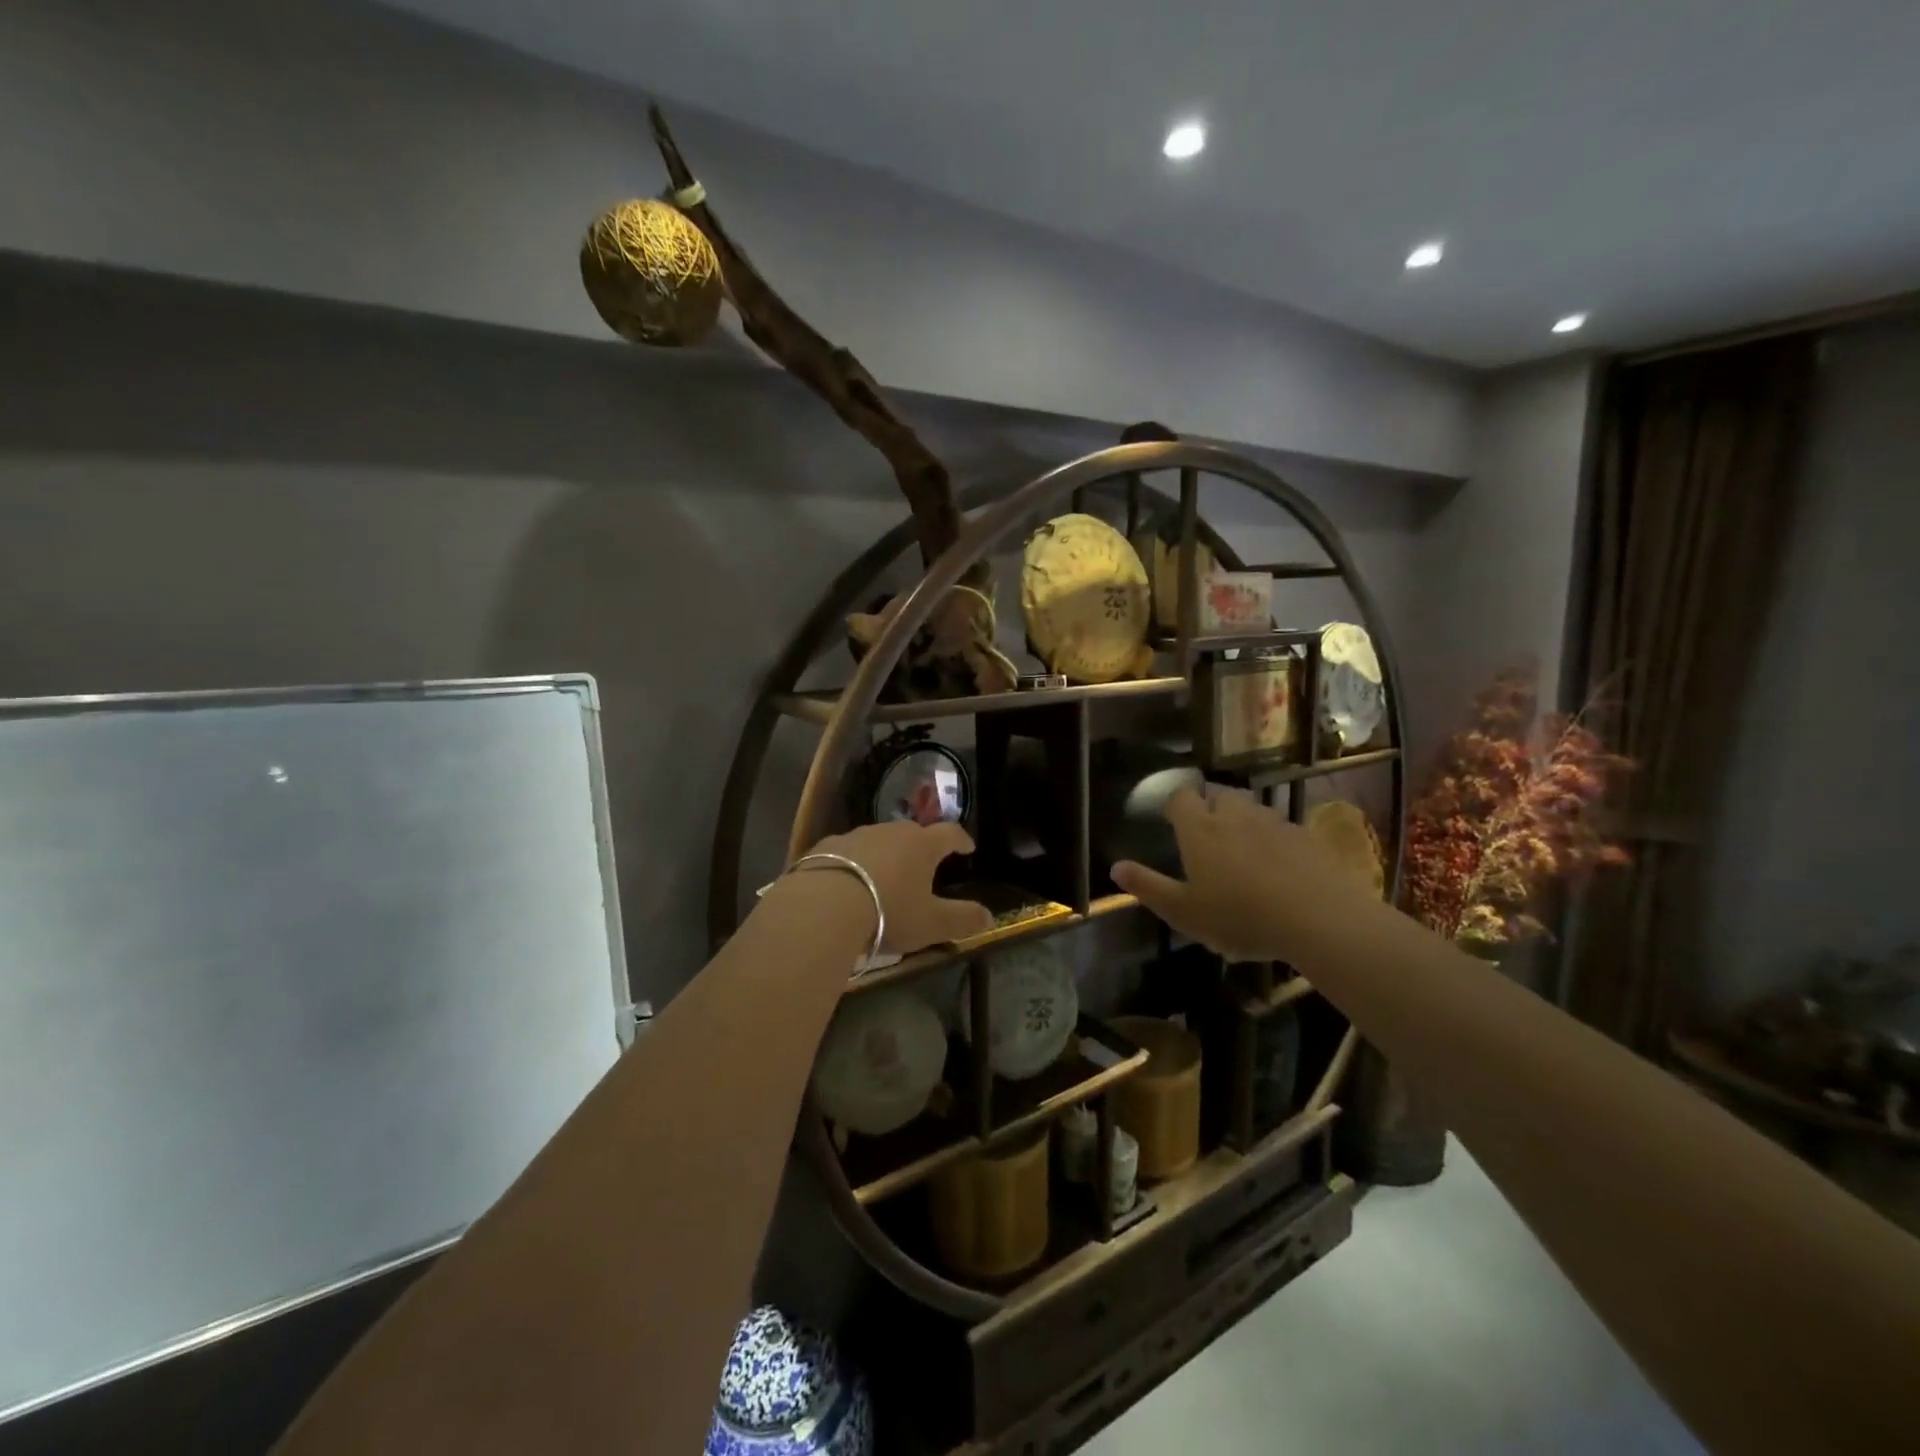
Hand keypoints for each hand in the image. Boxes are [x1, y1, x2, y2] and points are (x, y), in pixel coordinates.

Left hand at [801, 820, 993, 954]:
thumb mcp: (931, 923)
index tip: (967, 847)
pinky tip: (848, 882)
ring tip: (884, 876)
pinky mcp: (825, 846)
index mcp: (922, 845)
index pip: (949, 833)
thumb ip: (962, 919)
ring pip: (878, 840)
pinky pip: (847, 851)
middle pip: (912, 833)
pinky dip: (854, 863)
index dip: (961, 840)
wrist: (823, 906)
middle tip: (923, 864)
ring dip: (885, 854)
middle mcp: (890, 832)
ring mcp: (856, 836)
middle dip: (920, 846)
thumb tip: (989, 916)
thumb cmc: (888, 912)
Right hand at [1111, 786, 1377, 962]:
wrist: (1319, 919)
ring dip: (1243, 820)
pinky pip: (1282, 828)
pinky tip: (1278, 866)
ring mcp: (1274, 823)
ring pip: (1252, 809)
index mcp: (1200, 830)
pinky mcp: (1306, 837)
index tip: (1171, 820)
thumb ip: (1148, 887)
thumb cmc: (1240, 917)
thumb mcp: (1183, 912)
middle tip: (1206, 834)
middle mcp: (1235, 816)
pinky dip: (1274, 839)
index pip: (1180, 798)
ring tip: (1242, 849)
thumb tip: (1115, 867)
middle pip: (1218, 795)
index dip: (1174, 805)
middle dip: (1210, 807)